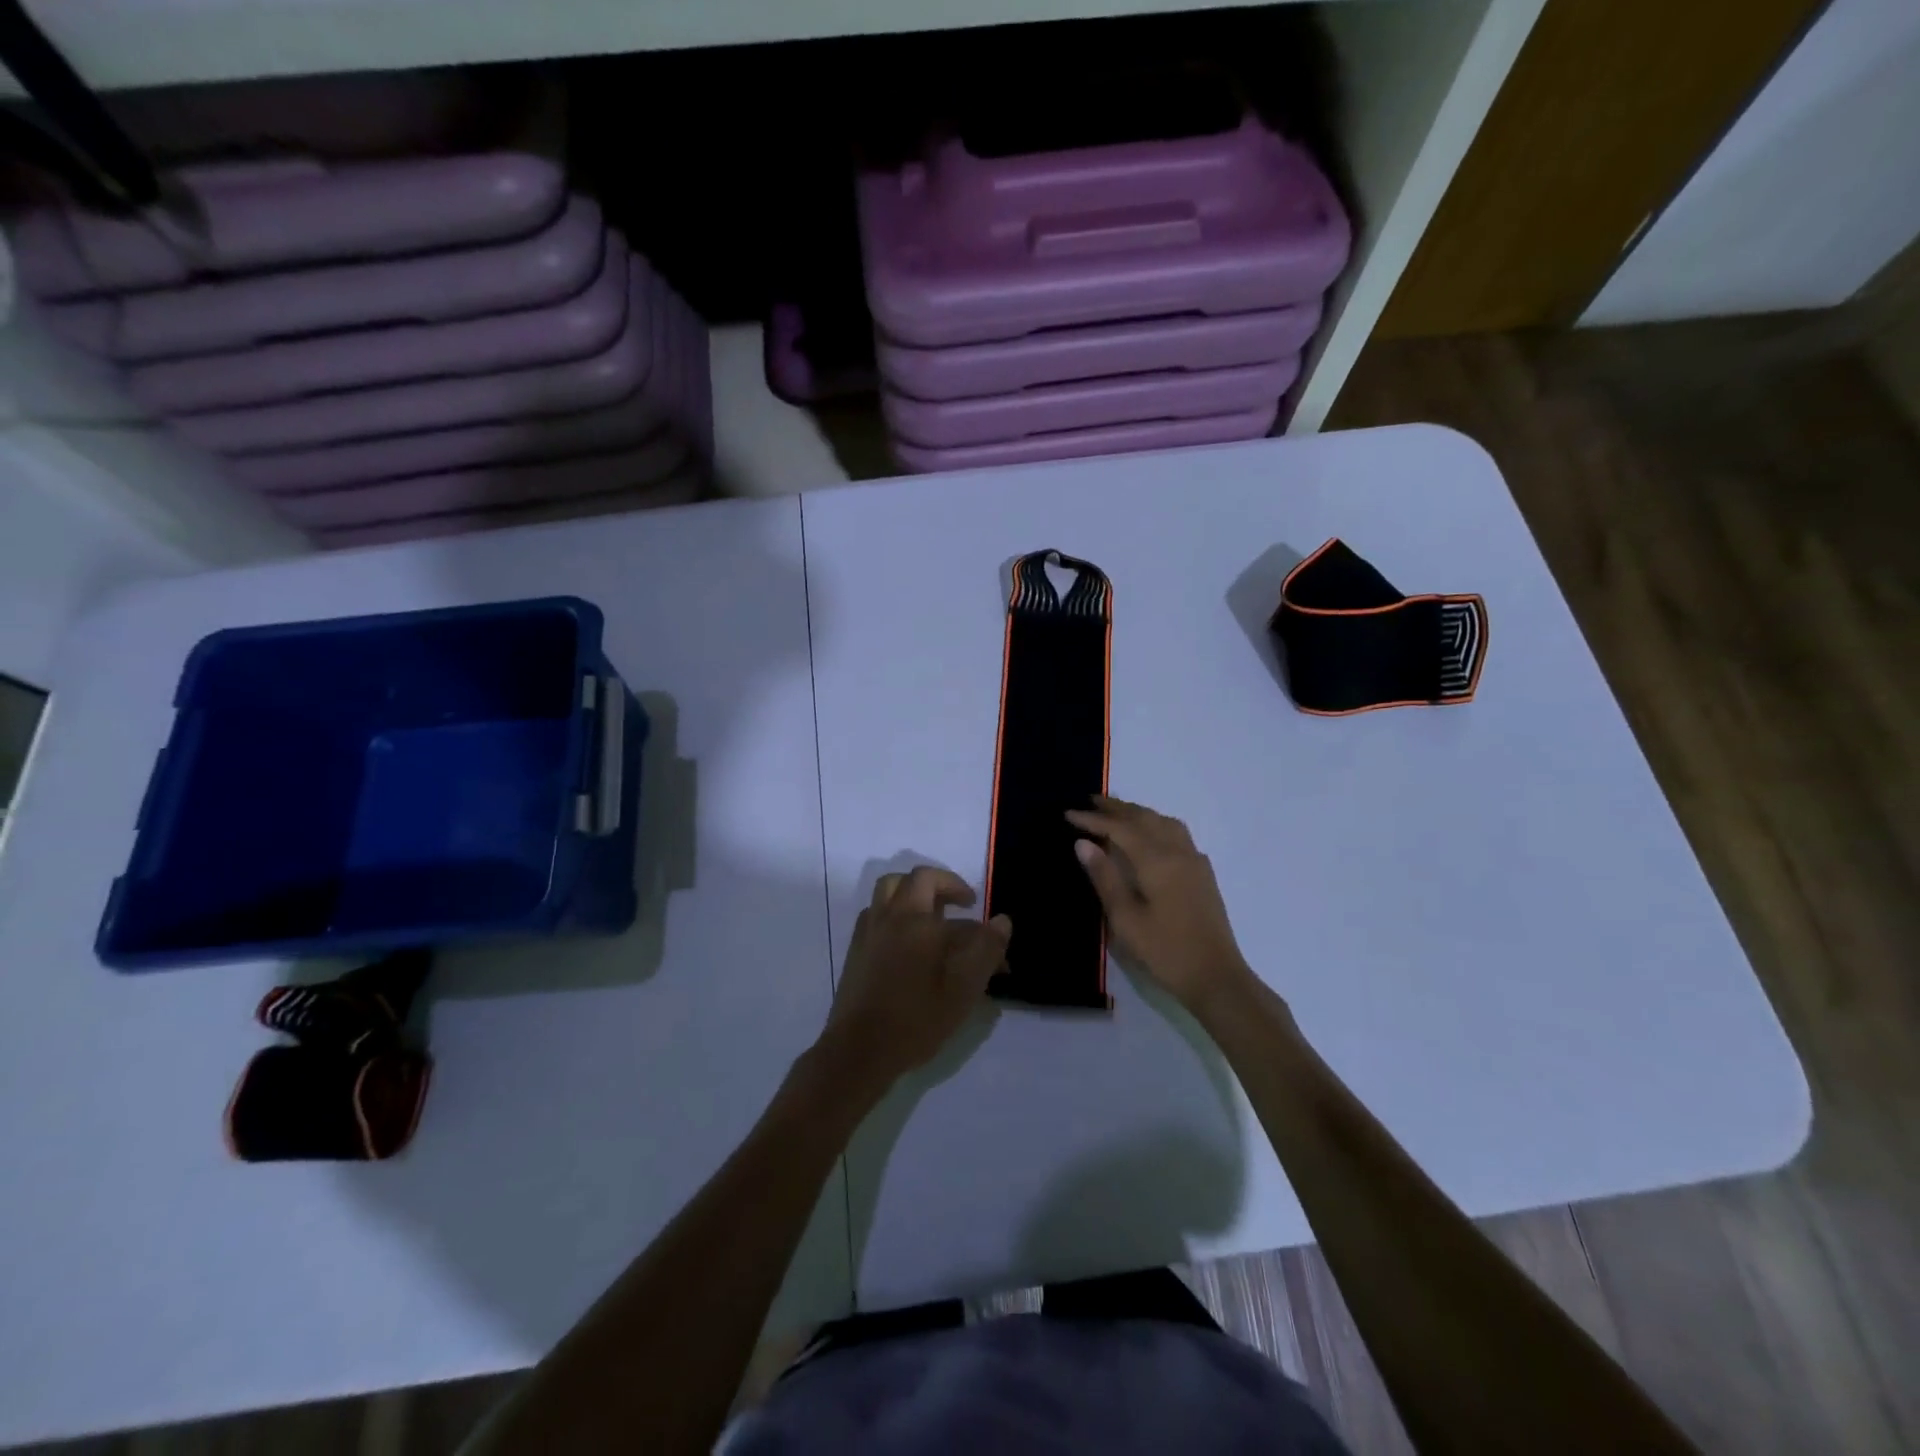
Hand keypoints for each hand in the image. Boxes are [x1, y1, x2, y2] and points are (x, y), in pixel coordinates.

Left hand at [816, 867, 1010, 1096]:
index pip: (939, 885)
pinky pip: (876, 914)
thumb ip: (986, 949)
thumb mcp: (964, 988)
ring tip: (931, 917)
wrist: (860, 1049)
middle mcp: (889, 916)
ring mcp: (868, 932)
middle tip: (956, 905)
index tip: (976, 908)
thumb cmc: (917, 1018)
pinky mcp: (855, 951)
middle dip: (937, 885)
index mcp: (916, 918)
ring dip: (911, 894)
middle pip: (910, 880)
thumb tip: (1002, 920)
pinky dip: (894, 914)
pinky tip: (906, 942)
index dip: (959, 888)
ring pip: (888, 892)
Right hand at [1066, 795, 1253, 1014]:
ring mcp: (1194, 861)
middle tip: (1089, 801)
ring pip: (1163, 822)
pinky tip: (1150, 835)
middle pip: (1143, 818)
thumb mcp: (1125, 919)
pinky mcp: (1203, 873)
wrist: (1216, 977)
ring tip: (1117, 812)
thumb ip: (1104, 877)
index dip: (1092, 819)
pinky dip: (1156, 823)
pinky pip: (1176, 833)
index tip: (1068, 813)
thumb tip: (1083, 842)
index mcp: (1156, 860)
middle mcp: (1177, 852)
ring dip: (1138, 812)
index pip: (1119, 829)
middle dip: (1115, 808)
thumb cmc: (1165, 951)